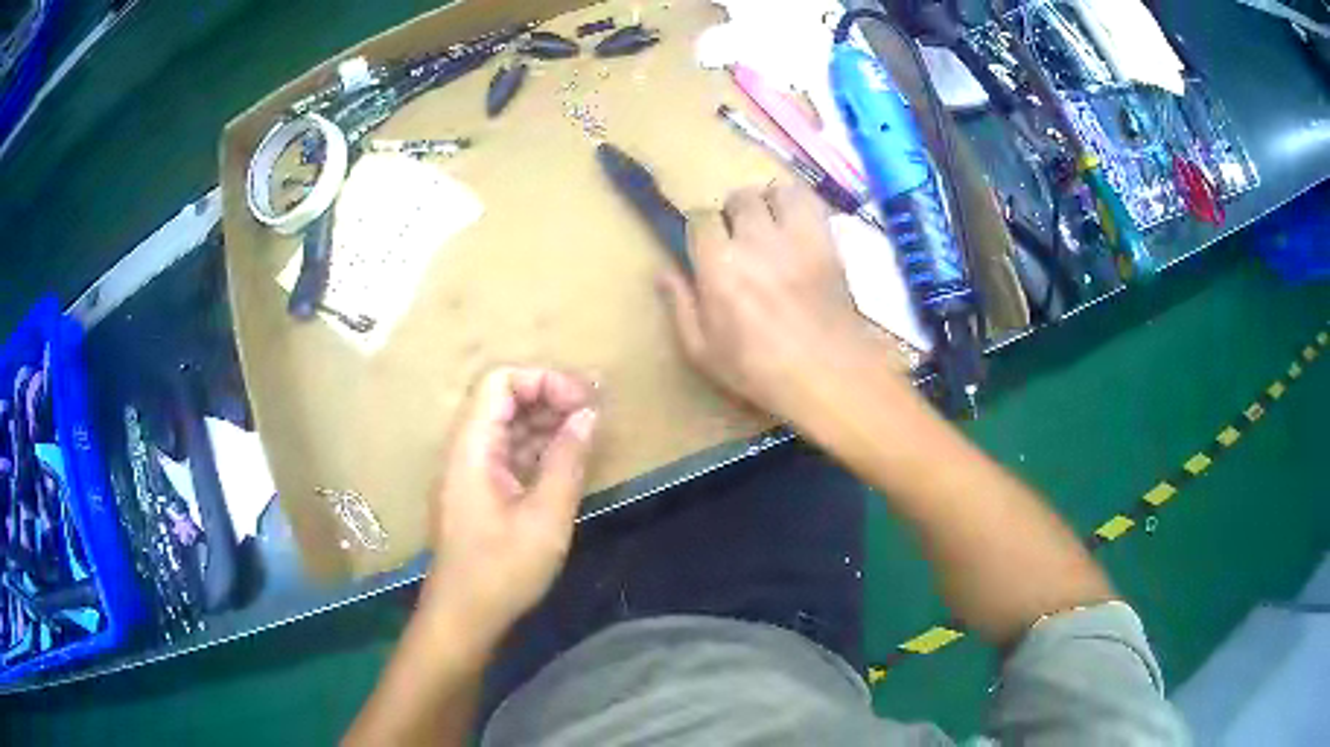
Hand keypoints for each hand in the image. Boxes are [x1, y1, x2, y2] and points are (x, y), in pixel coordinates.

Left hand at [425, 367, 597, 636]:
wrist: (464, 617)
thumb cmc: (502, 571)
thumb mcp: (545, 517)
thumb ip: (567, 460)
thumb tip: (588, 414)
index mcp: (472, 448)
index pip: (500, 382)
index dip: (544, 380)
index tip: (585, 402)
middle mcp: (465, 450)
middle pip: (503, 399)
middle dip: (549, 397)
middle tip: (593, 413)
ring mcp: (470, 471)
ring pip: (507, 426)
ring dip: (545, 422)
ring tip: (587, 433)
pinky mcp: (478, 492)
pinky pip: (508, 453)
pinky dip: (537, 449)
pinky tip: (566, 461)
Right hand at [657, 182, 885, 420]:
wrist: (827, 374)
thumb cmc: (759, 370)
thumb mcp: (703, 352)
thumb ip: (680, 306)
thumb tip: (663, 272)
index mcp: (718, 266)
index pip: (701, 218)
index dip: (702, 229)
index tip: (706, 246)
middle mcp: (754, 240)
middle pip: (739, 198)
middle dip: (735, 212)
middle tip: (739, 235)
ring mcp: (794, 236)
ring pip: (776, 192)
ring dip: (769, 202)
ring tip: (771, 222)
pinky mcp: (825, 241)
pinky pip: (810, 202)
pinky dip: (800, 204)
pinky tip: (798, 223)